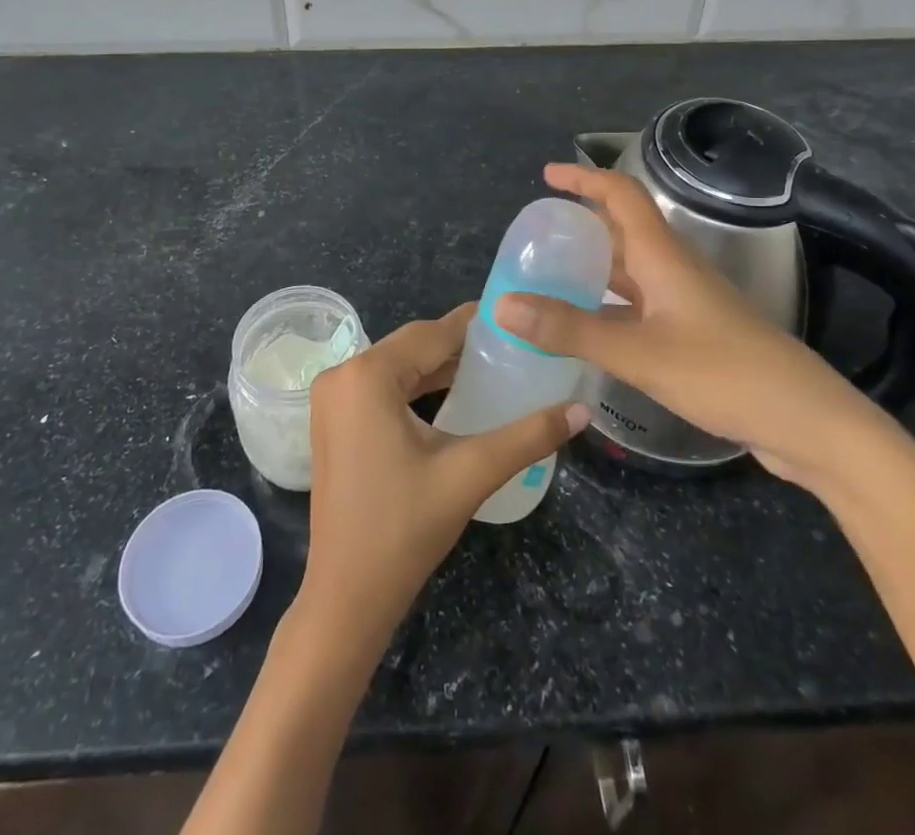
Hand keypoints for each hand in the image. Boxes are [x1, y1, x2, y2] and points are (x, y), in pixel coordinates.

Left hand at [300, 304, 588, 650]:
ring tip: (492, 366)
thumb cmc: (405, 529)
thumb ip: (528, 436)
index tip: (516, 318)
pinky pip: (381, 387)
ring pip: (397, 366)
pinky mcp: (333, 420)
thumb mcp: (470, 474)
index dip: (475, 324)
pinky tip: (452, 394)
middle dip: (460, 345)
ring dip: (439, 366)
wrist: (346, 597)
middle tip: (512, 345)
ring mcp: (332, 398)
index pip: (432, 333)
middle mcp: (343, 374)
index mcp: (367, 375)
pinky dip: (415, 387)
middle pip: (412, 345)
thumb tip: (581, 410)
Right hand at [496, 163, 893, 494]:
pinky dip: (607, 307)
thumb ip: (571, 329)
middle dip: (581, 225)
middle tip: (537, 237)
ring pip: (630, 272)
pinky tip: (586, 330)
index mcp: (664, 257)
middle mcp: (674, 270)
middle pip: (622, 231)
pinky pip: (638, 306)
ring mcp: (686, 303)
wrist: (807, 423)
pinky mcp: (693, 335)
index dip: (585, 178)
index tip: (546, 175)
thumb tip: (503, 304)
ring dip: (592, 269)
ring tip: (548, 279)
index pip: (621, 195)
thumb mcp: (639, 353)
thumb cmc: (725, 374)